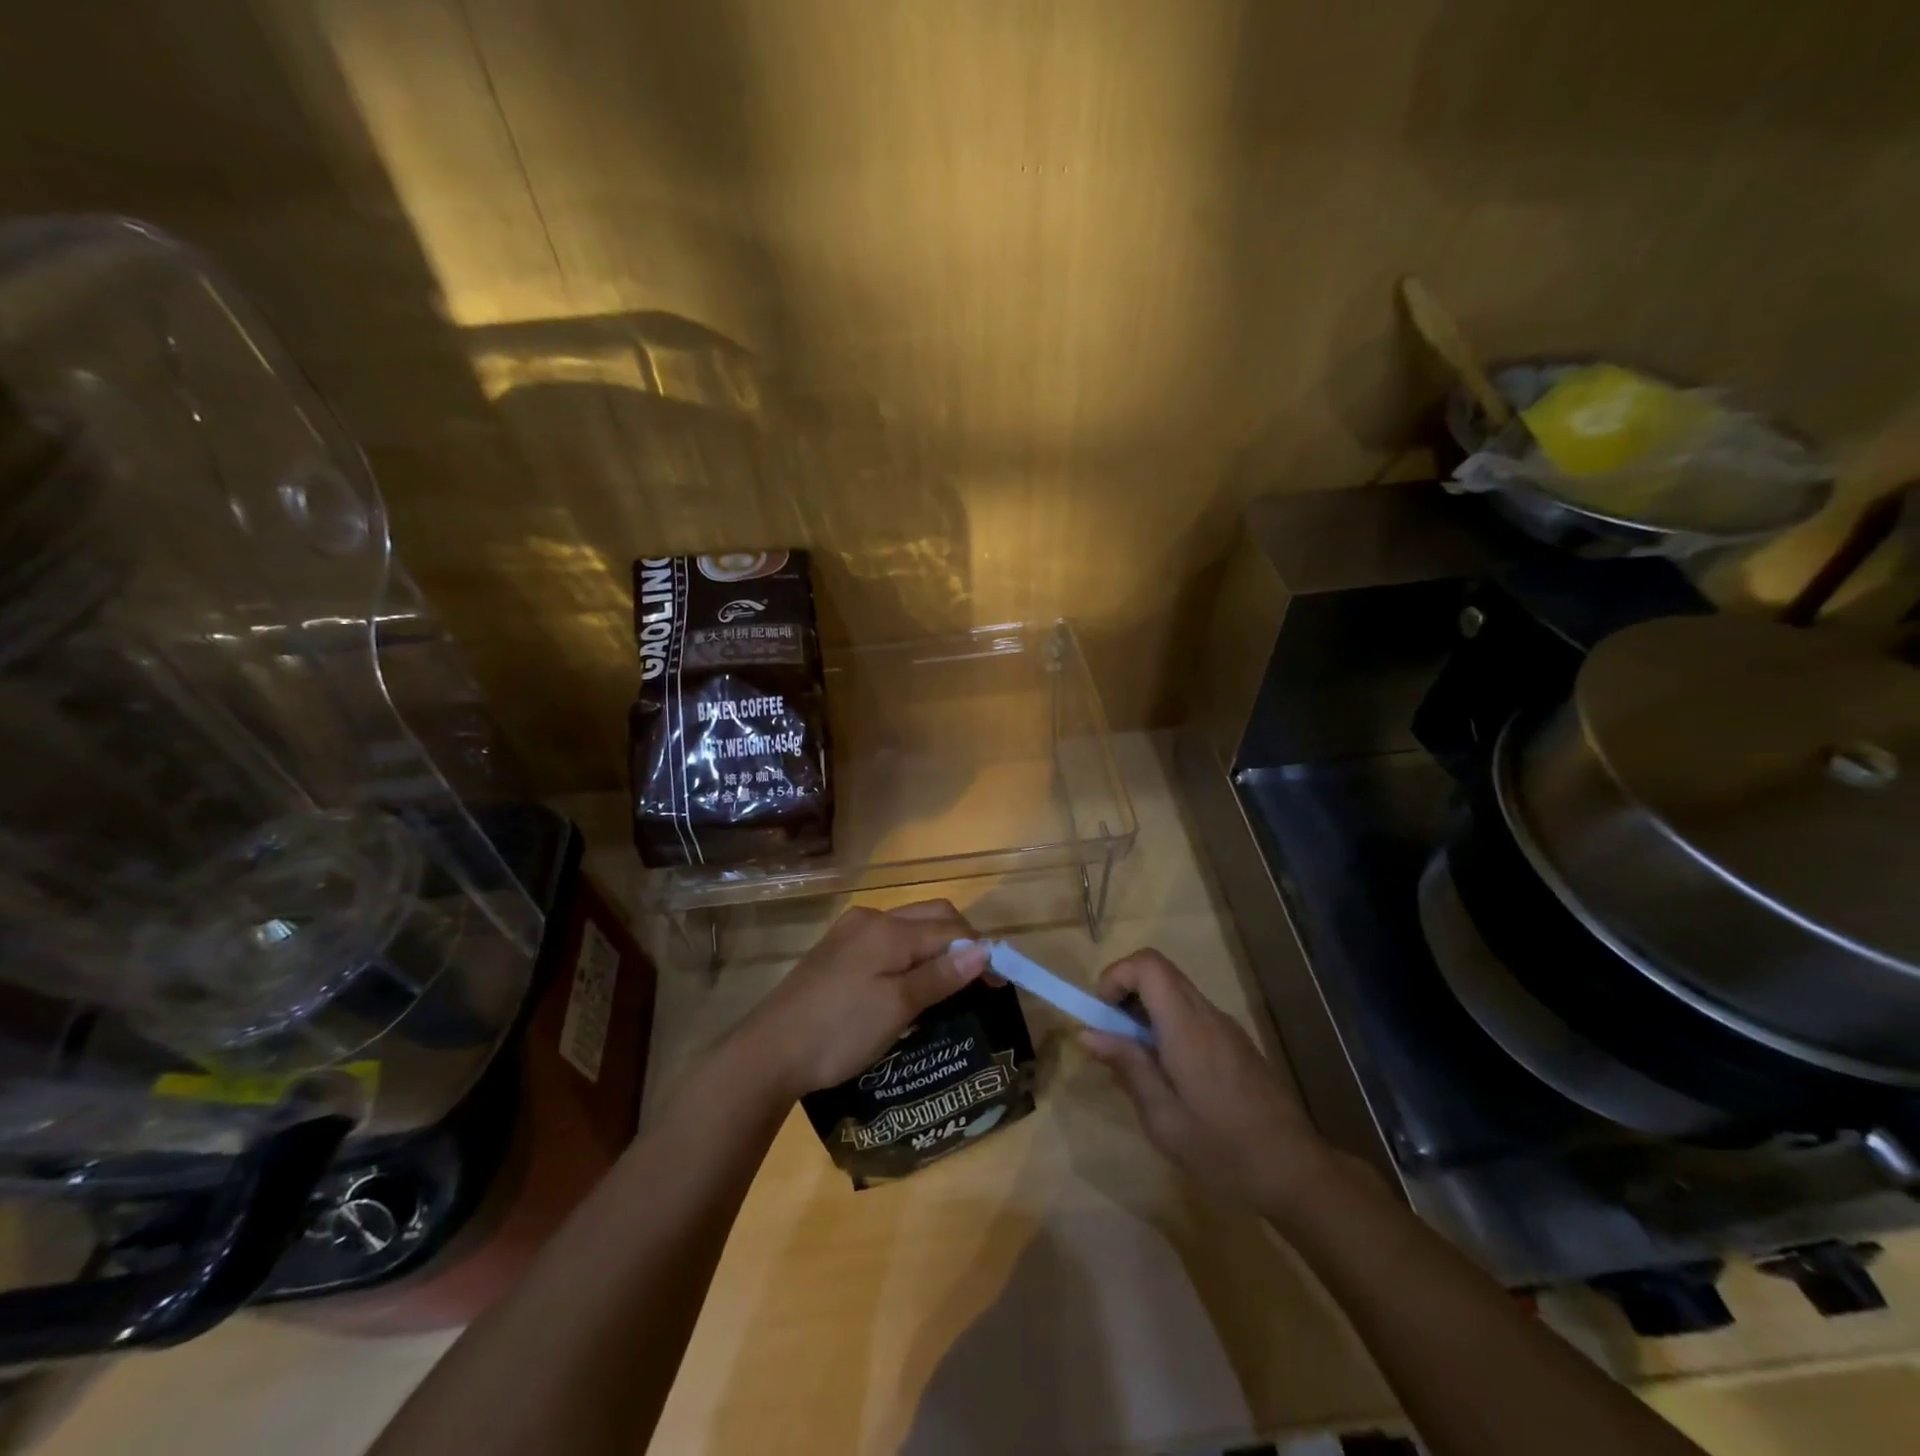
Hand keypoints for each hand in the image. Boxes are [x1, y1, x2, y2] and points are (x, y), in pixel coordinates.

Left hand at [735, 901, 990, 1100]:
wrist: (768, 1052)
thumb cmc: (838, 1031)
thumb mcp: (896, 1008)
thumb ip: (940, 975)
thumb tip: (984, 950)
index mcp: (888, 929)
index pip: (950, 928)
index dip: (979, 952)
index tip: (999, 984)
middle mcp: (871, 918)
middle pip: (931, 917)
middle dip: (959, 941)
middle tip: (976, 982)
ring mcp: (850, 932)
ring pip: (908, 927)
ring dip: (934, 946)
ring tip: (948, 984)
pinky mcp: (836, 950)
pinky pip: (887, 941)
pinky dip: (909, 954)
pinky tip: (909, 983)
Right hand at [1080, 948, 1329, 1213]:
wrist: (1297, 1172)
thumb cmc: (1224, 1151)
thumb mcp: (1164, 1119)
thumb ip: (1128, 1067)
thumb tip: (1088, 1032)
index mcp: (1187, 1027)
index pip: (1147, 964)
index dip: (1115, 976)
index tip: (1101, 1016)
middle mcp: (1207, 1014)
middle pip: (1159, 971)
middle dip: (1125, 992)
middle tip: (1111, 1037)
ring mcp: (1225, 1026)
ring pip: (1175, 990)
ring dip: (1145, 1010)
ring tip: (1136, 1061)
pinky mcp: (1235, 1042)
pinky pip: (1191, 1013)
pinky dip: (1166, 1024)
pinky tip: (1168, 1074)